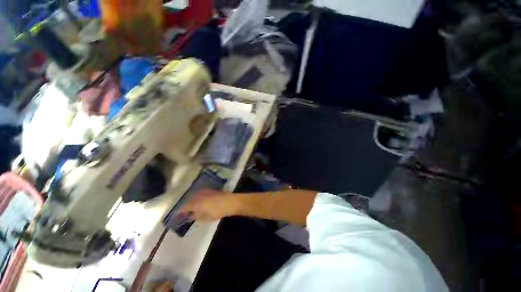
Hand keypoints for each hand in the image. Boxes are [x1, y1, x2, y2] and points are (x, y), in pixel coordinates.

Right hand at [177, 189, 235, 221]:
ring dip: (191, 202)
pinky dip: (198, 198)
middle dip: (185, 206)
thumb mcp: (205, 217)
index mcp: (195, 203)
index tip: (176, 217)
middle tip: (183, 213)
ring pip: (194, 196)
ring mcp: (204, 191)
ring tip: (191, 208)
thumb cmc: (217, 211)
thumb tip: (189, 216)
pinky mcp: (210, 190)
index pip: (183, 207)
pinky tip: (200, 202)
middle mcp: (198, 195)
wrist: (229, 202)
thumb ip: (195, 217)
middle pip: (188, 200)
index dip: (179, 212)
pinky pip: (200, 194)